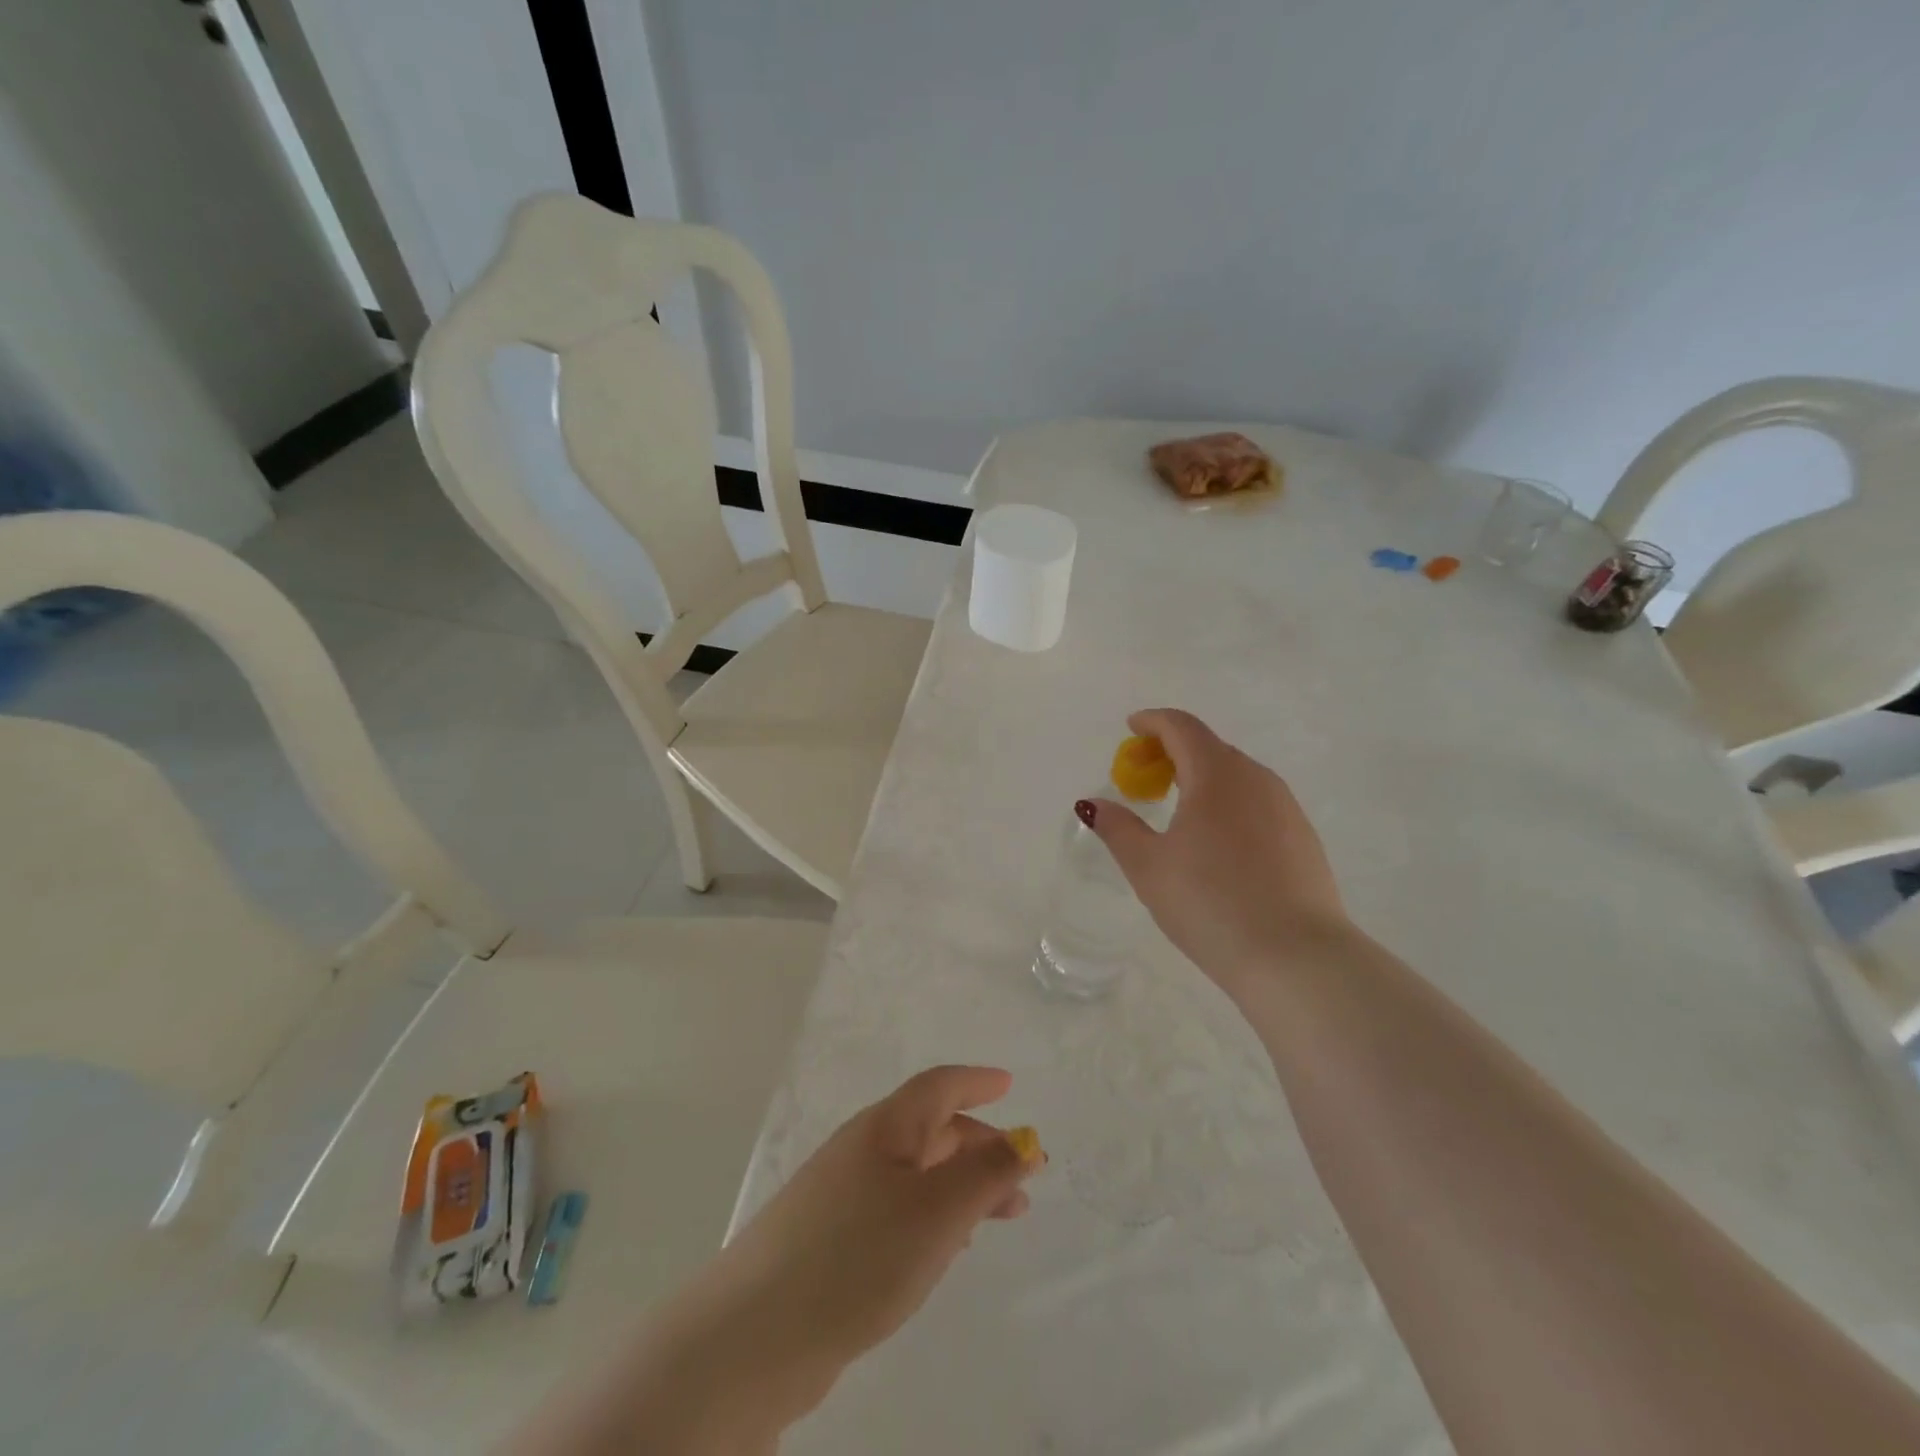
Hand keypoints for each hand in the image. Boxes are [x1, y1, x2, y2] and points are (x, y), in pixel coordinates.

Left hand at [660, 1067, 1040, 1432]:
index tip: (1009, 1084)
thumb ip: (986, 1174)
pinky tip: (943, 1249)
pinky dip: (931, 1215)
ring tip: (997, 1217)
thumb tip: (1025, 1138)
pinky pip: (895, 1209)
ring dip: (960, 1185)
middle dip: (980, 1146)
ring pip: (915, 1173)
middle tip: (1024, 1178)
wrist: (755, 1336)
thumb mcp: (937, 1212)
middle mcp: (861, 1149)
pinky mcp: (829, 1239)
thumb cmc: (858, 1255)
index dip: (976, 1081)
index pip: (938, 1086)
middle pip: (930, 1130)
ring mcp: (840, 1194)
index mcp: (884, 1127)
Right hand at [1084, 708, 1349, 991]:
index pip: (1182, 727)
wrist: (1295, 958)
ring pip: (1237, 776)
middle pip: (1210, 748)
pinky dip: (1230, 804)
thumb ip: (1118, 828)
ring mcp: (1286, 807)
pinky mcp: (1304, 837)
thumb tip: (1093, 804)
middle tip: (1146, 777)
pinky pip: (1258, 803)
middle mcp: (1256, 778)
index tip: (1132, 728)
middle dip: (1174, 752)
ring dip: (1204, 778)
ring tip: (1180, 810)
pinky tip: (1219, 844)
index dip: (1153, 722)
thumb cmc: (1210, 903)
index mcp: (1216, 775)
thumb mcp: (1148, 867)